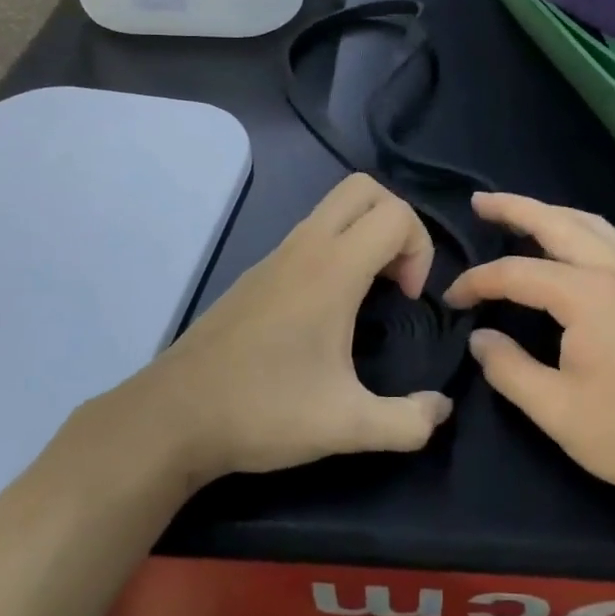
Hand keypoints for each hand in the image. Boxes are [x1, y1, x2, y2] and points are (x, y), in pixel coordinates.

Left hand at [133, 174, 453, 485]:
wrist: (173, 416)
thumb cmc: (264, 411)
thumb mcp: (347, 426)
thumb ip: (408, 422)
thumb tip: (442, 410)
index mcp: (332, 269)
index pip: (395, 214)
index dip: (420, 248)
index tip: (408, 299)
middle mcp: (304, 247)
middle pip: (364, 189)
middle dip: (397, 222)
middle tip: (396, 278)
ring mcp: (275, 256)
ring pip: (334, 207)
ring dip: (365, 234)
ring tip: (369, 296)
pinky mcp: (258, 273)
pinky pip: (310, 234)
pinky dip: (338, 249)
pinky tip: (329, 311)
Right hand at [445, 192, 614, 516]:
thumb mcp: (558, 412)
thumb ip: (509, 369)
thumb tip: (480, 338)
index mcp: (588, 295)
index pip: (517, 273)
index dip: (478, 282)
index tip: (451, 299)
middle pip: (559, 222)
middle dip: (515, 207)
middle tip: (480, 202)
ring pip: (592, 225)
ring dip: (552, 213)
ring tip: (521, 215)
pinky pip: (612, 242)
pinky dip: (580, 230)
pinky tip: (571, 247)